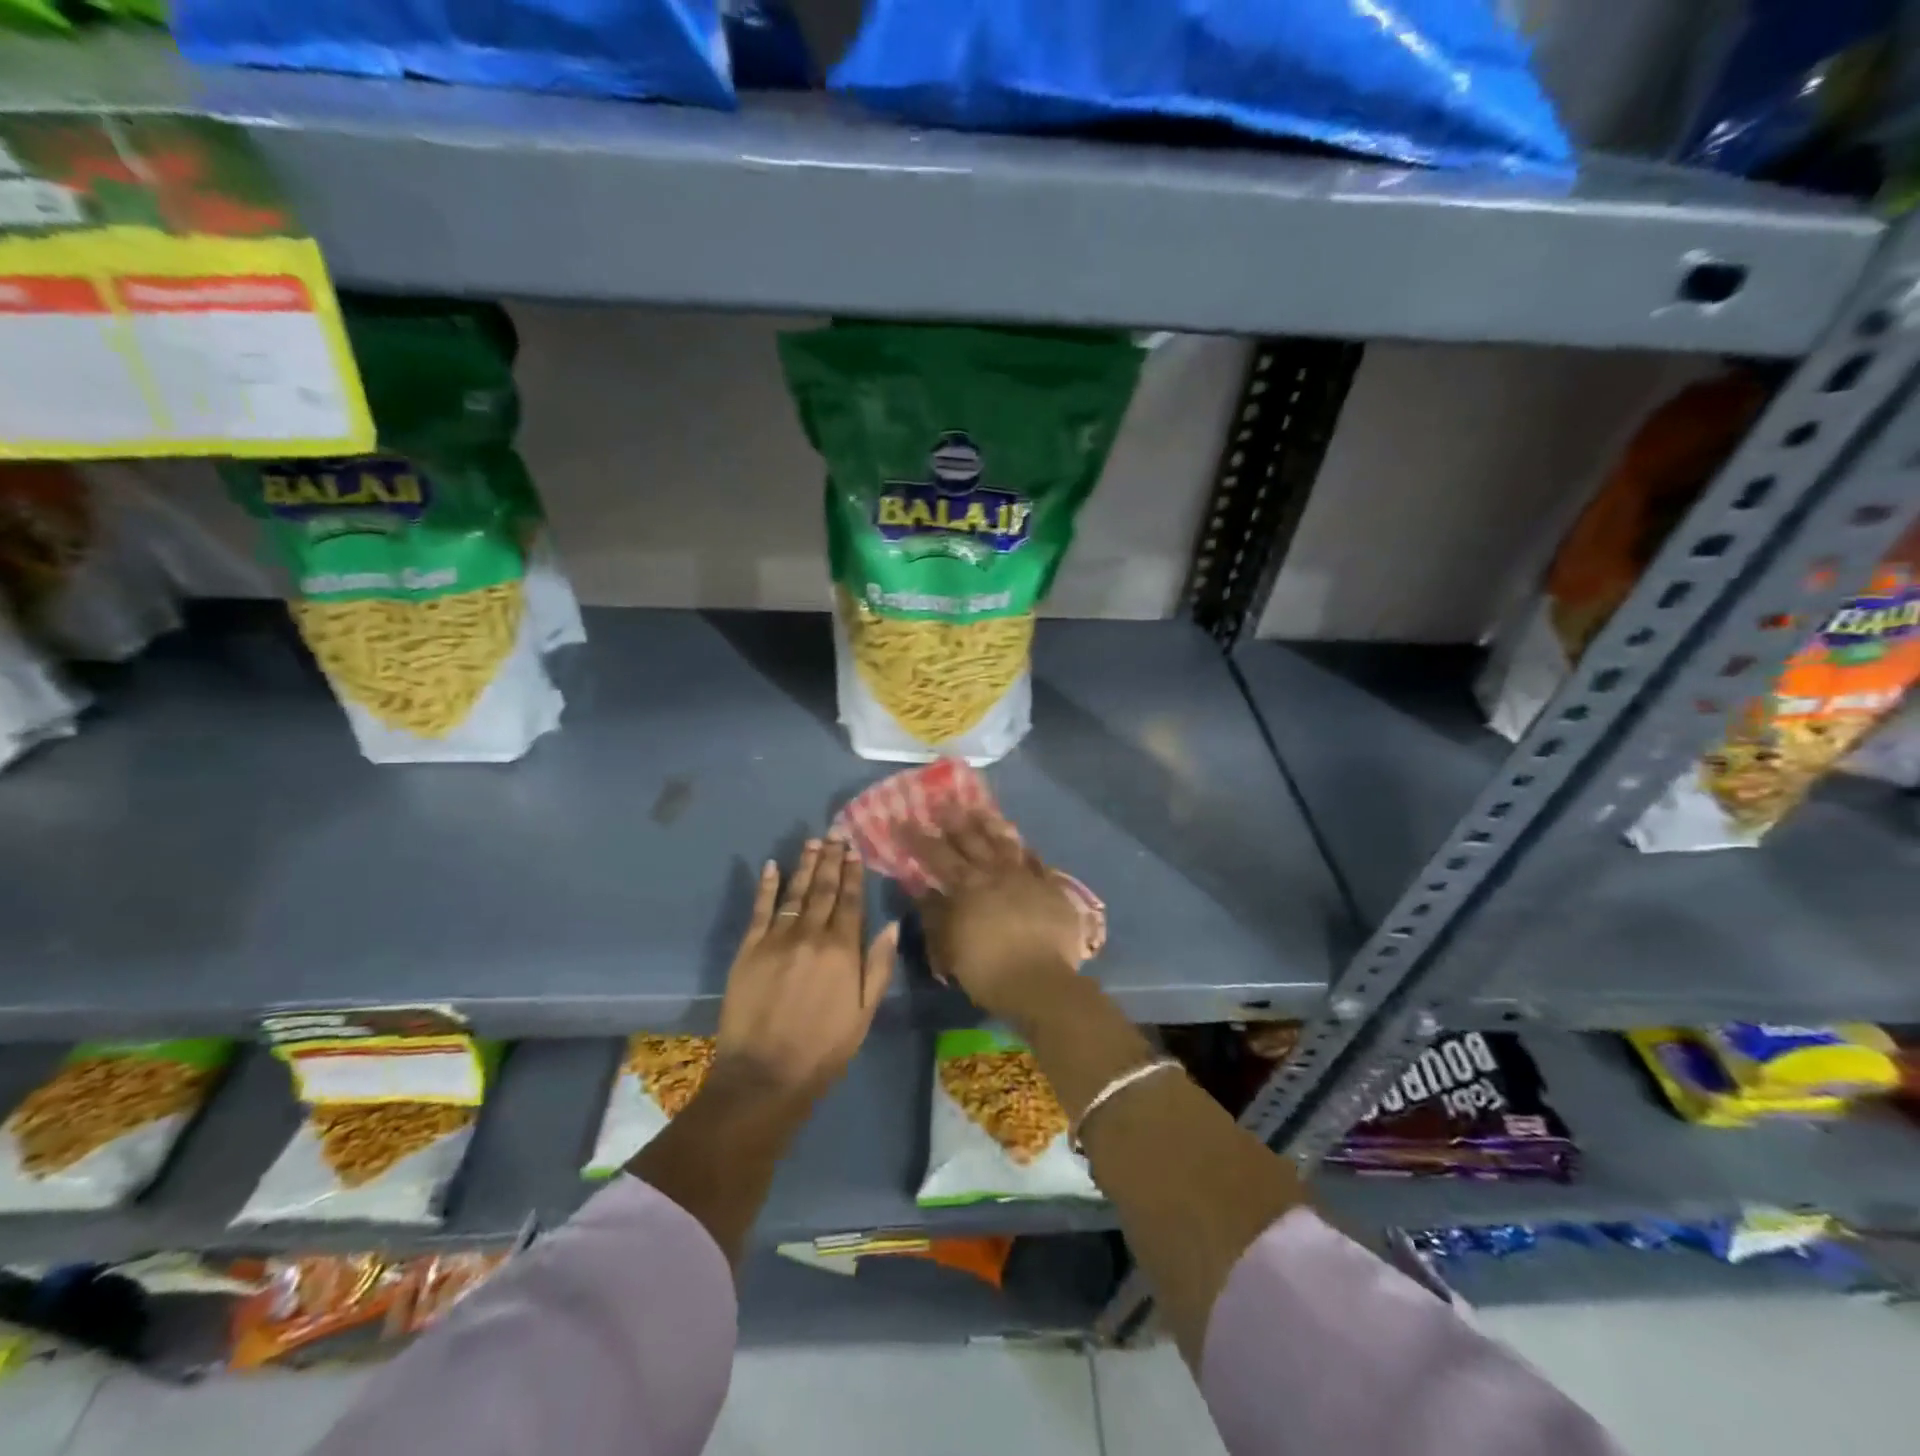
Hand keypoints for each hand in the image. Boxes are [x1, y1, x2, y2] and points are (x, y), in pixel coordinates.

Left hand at [714, 839, 898, 1100]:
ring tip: (812, 843)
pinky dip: (766, 886)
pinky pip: (760, 909)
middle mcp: (811, 935)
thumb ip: (878, 966)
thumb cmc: (824, 1048)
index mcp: (842, 950)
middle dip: (831, 860)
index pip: (851, 901)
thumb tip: (892, 925)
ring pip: (795, 893)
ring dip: (805, 866)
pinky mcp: (749, 949)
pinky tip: (772, 867)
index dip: (853, 873)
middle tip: (834, 834)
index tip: (854, 850)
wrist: (765, 1074)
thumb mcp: (864, 1013)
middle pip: (824, 890)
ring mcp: (777, 939)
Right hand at [903, 808, 1086, 1023]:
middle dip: (954, 819)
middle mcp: (996, 873)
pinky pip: (1037, 863)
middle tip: (942, 801)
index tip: (902, 820)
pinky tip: (1023, 845)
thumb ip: (935, 914)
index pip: (937, 855)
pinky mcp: (1052, 889)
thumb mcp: (948, 946)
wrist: (1041, 982)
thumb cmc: (987, 970)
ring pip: (1006, 843)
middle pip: (973, 839)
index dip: (918, 837)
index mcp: (967, 886)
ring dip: (992, 825)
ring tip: (981, 810)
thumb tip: (921, 889)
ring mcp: (1026, 878)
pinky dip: (1027, 851)